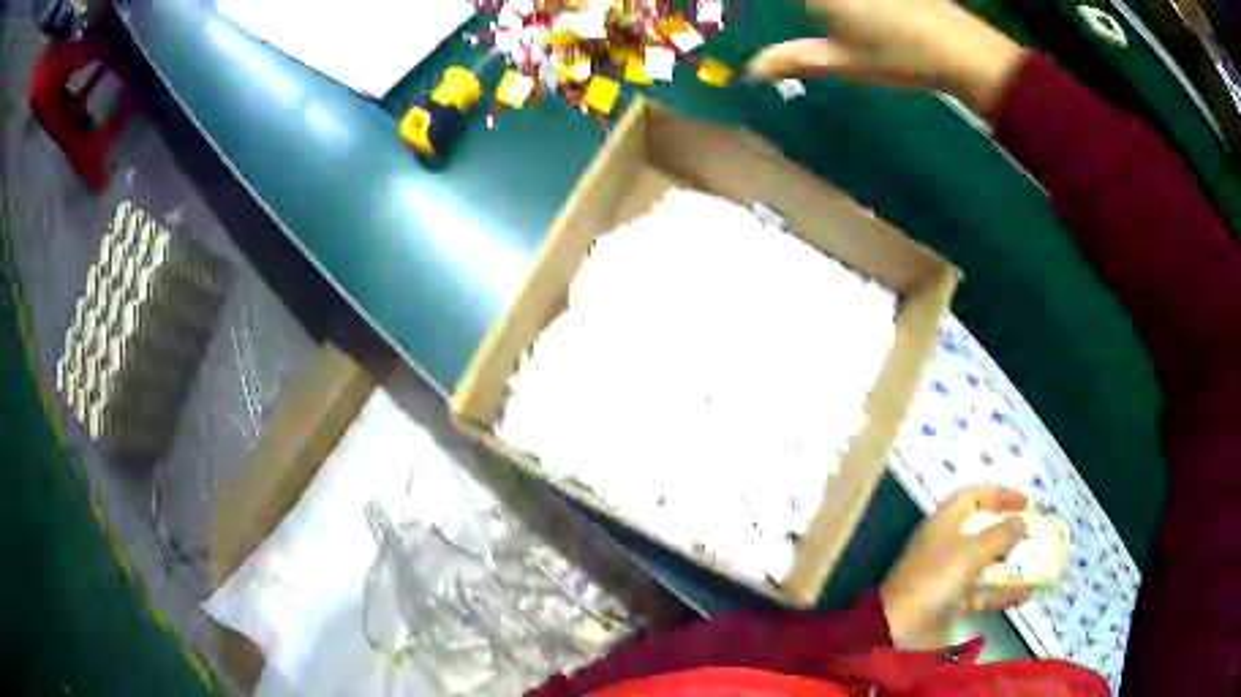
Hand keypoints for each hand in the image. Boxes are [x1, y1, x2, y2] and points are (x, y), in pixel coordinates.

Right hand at [746, 0, 1027, 116]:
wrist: (963, 52)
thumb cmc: (898, 57)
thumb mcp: (843, 62)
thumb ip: (794, 59)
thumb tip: (751, 71)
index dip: (764, 5)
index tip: (755, 8)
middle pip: (813, 0)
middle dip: (811, 9)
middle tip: (814, 19)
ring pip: (835, 0)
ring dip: (833, 10)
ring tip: (830, 20)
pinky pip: (861, 0)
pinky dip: (851, 7)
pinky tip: (859, 16)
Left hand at [880, 486, 1030, 648]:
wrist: (899, 630)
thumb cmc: (935, 580)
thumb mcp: (971, 552)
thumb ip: (999, 535)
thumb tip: (1020, 521)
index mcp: (943, 523)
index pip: (972, 496)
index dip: (999, 495)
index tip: (1026, 503)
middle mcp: (945, 546)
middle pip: (980, 530)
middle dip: (1006, 531)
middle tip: (1032, 533)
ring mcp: (947, 576)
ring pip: (983, 564)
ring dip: (1008, 564)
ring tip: (1035, 563)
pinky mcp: (950, 603)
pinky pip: (981, 593)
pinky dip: (1001, 594)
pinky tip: (1023, 595)